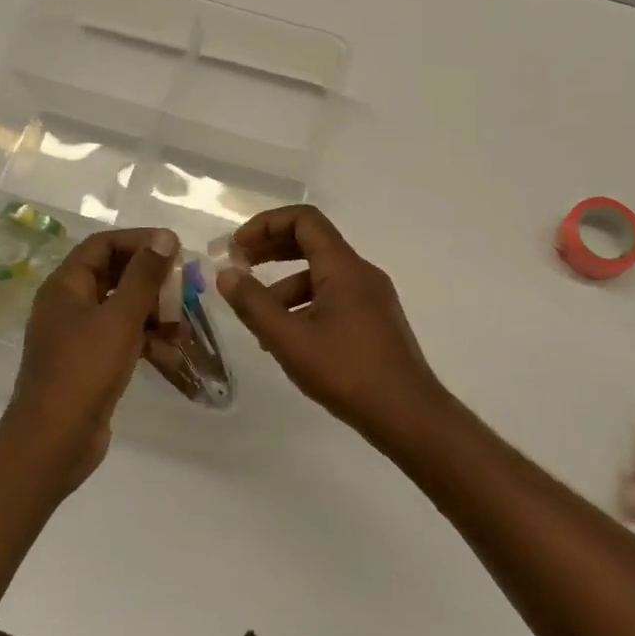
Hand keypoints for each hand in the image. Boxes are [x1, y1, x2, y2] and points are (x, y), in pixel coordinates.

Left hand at [0, 227, 178, 488]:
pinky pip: (120, 337)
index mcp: (65, 286)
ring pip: (119, 308)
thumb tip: (164, 236)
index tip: (173, 248)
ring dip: (152, 309)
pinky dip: (145, 338)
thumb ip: (144, 276)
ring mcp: (76, 336)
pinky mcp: (88, 363)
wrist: (53, 442)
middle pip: (112, 274)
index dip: (138, 240)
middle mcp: (67, 304)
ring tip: (183, 319)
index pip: (102, 245)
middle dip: (150, 277)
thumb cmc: (84, 370)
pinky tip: (171, 349)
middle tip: (184, 284)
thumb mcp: (120, 318)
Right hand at [216, 205, 450, 439]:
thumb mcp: (289, 339)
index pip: (303, 220)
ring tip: (258, 320)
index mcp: (343, 267)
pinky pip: (334, 298)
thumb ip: (254, 304)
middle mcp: (361, 273)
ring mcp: (372, 297)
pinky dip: (305, 306)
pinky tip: (289, 339)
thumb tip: (226, 274)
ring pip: (321, 276)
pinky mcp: (375, 321)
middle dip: (270, 251)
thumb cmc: (347, 371)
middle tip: (238, 269)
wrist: (408, 415)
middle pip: (311, 243)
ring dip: (284, 286)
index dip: (266, 225)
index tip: (237, 248)